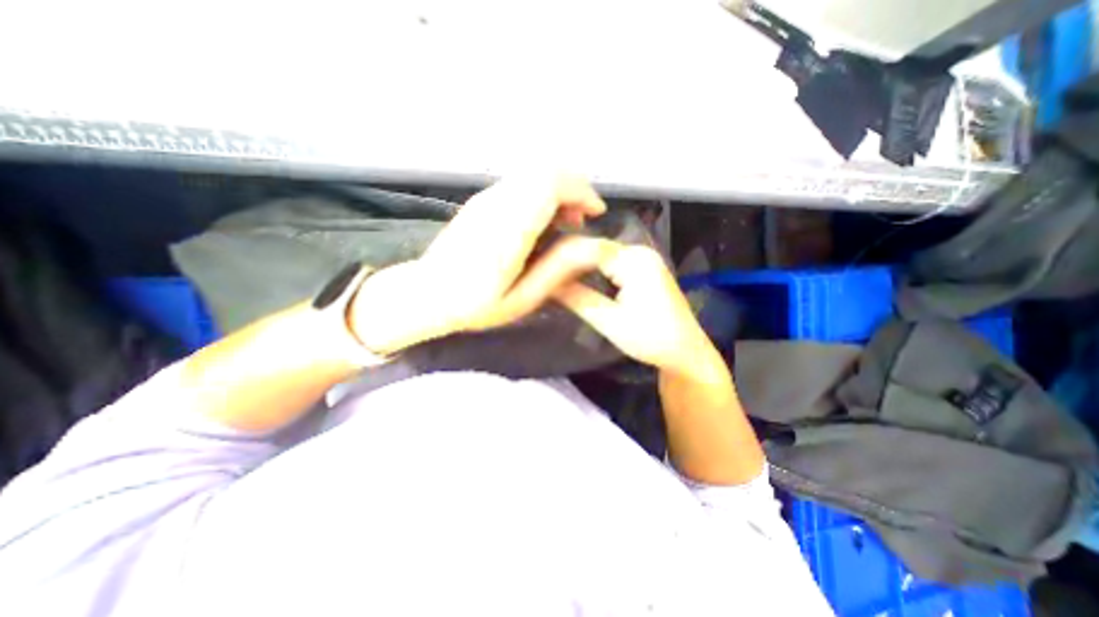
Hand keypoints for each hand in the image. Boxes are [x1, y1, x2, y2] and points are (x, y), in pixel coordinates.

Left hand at [349, 176, 613, 353]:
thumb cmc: (475, 305)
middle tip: (582, 220)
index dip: (581, 192)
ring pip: (534, 174)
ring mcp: (486, 198)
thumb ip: (558, 269)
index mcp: (508, 230)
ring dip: (558, 191)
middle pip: (545, 171)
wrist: (426, 294)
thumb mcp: (522, 298)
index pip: (550, 184)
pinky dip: (541, 194)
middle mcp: (496, 204)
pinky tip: (542, 220)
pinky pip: (521, 183)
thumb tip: (594, 246)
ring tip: (566, 222)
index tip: (595, 214)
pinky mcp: (482, 200)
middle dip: (574, 188)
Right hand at [554, 244, 717, 374]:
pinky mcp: (642, 269)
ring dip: (576, 265)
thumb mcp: (610, 321)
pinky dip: (590, 270)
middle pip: (593, 248)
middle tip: (539, 272)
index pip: (588, 249)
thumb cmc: (652, 340)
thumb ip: (578, 298)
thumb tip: (547, 286)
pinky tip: (574, 277)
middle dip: (566, 261)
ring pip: (599, 255)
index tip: (537, 267)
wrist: (686, 353)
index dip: (560, 258)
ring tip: (550, 275)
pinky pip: (609, 263)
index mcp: (634, 261)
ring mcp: (642, 259)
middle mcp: (639, 252)